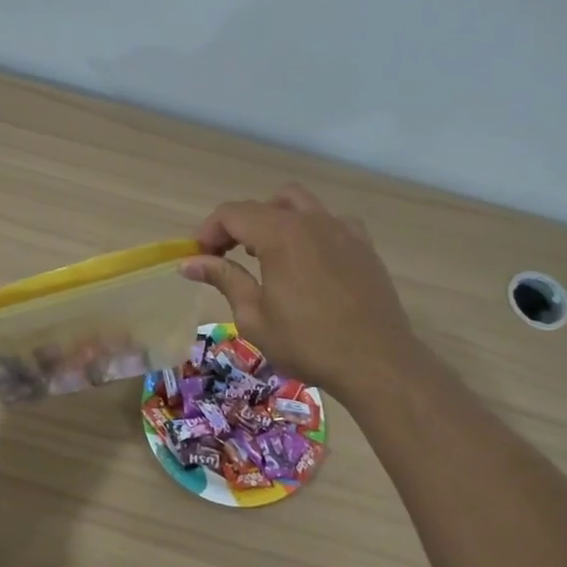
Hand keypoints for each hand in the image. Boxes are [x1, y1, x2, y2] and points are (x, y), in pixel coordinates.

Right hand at [183, 184, 416, 398]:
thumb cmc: (308, 343)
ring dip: (274, 219)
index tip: (199, 258)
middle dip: (238, 224)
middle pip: (263, 205)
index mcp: (279, 234)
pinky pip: (330, 221)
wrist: (377, 362)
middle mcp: (311, 221)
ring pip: (299, 204)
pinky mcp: (363, 245)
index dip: (208, 231)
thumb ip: (224, 278)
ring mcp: (342, 229)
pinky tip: (308, 261)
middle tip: (227, 256)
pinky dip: (310, 230)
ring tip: (267, 255)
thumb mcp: (254, 316)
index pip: (232, 214)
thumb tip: (190, 262)